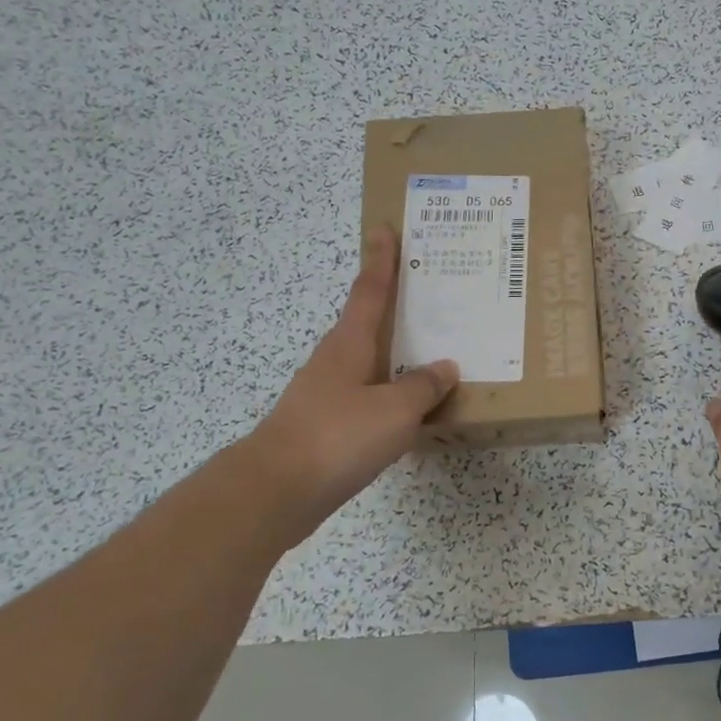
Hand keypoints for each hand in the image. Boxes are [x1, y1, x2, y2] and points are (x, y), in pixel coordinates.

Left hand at [247, 227, 457, 523]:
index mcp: (349, 344)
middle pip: (367, 323)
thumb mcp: (394, 410)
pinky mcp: (324, 427)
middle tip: (427, 294)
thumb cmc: (337, 437)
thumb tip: (445, 367)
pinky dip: (389, 395)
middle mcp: (335, 361)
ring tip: (430, 355)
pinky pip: (366, 398)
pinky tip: (408, 412)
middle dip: (393, 307)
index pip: (369, 290)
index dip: (380, 259)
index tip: (384, 228)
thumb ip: (423, 387)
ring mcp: (326, 394)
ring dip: (395, 355)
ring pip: (369, 363)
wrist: (275, 492)